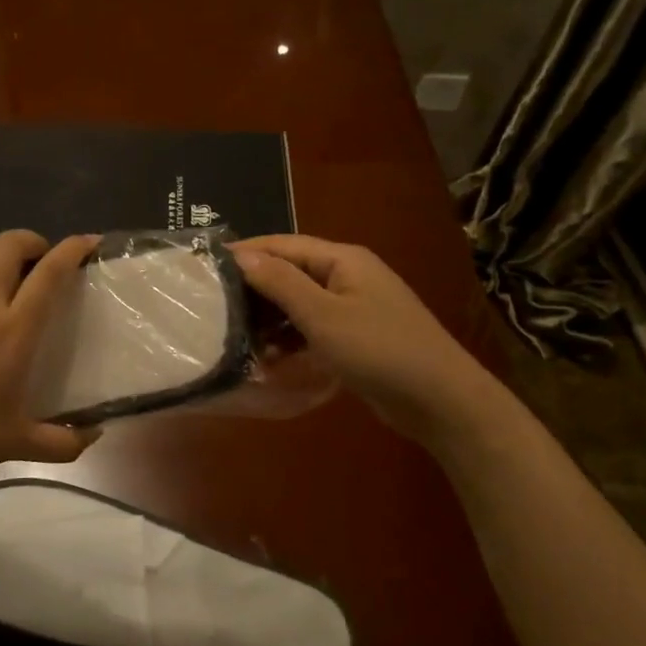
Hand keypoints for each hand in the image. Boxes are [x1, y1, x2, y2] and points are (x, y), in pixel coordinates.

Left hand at [0, 230, 102, 483]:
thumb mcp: (17, 445)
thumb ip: (64, 443)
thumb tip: (96, 434)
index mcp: (13, 332)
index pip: (48, 274)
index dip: (72, 250)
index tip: (89, 241)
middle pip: (10, 246)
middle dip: (33, 240)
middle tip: (44, 259)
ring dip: (1, 248)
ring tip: (11, 266)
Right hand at [231, 235, 485, 444]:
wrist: (441, 400)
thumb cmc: (380, 349)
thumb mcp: (323, 315)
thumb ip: (280, 282)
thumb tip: (240, 254)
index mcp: (342, 260)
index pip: (283, 245)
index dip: (245, 252)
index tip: (205, 265)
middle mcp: (347, 276)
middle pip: (290, 273)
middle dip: (254, 288)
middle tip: (213, 306)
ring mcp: (354, 308)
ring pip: (299, 304)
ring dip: (269, 319)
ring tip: (233, 336)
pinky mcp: (356, 337)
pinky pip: (312, 329)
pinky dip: (290, 339)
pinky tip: (267, 358)